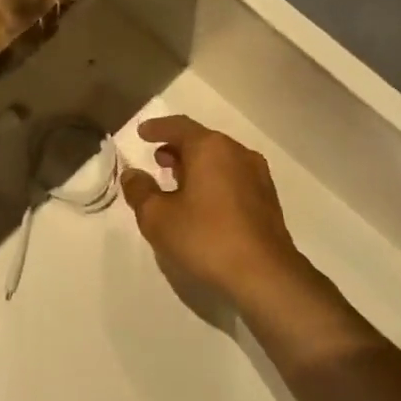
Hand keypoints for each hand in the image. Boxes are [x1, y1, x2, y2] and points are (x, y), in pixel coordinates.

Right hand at [121, 116, 304, 301]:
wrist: (264, 275)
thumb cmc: (205, 238)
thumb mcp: (157, 217)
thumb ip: (140, 191)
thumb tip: (132, 174)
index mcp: (210, 148)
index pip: (179, 126)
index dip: (157, 128)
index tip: (142, 132)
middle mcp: (237, 153)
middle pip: (202, 141)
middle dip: (177, 148)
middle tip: (158, 160)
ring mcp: (257, 176)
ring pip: (220, 160)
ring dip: (197, 166)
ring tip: (177, 182)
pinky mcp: (267, 199)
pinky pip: (233, 178)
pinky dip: (214, 180)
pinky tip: (203, 203)